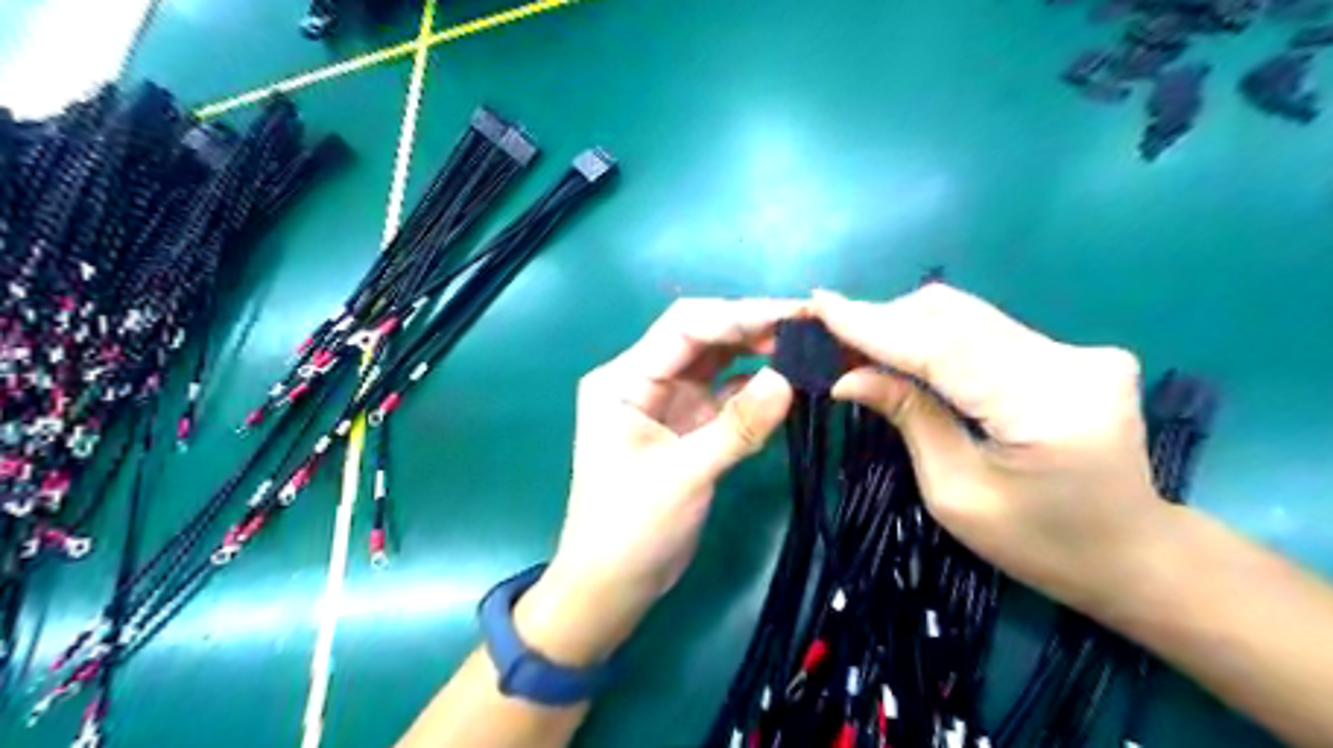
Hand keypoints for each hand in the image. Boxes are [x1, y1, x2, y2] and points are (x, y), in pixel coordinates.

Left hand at [513, 298, 795, 664]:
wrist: (613, 585)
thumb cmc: (631, 530)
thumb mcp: (684, 476)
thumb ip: (737, 427)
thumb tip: (789, 379)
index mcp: (624, 379)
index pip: (685, 326)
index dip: (739, 315)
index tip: (792, 316)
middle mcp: (644, 379)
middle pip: (703, 337)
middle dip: (753, 328)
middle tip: (810, 329)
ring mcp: (668, 402)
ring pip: (717, 362)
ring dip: (757, 352)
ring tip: (806, 348)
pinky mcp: (688, 425)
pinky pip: (726, 394)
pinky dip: (755, 388)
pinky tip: (788, 383)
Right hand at [808, 283, 1161, 608]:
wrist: (1133, 552)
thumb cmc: (1039, 543)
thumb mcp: (955, 493)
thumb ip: (908, 418)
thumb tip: (847, 376)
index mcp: (1045, 407)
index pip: (943, 348)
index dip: (876, 325)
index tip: (821, 304)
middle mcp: (1069, 362)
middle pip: (955, 316)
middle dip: (884, 319)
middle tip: (830, 334)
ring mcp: (1077, 350)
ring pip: (967, 316)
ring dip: (905, 325)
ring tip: (857, 344)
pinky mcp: (1070, 351)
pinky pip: (984, 330)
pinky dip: (935, 336)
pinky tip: (904, 352)